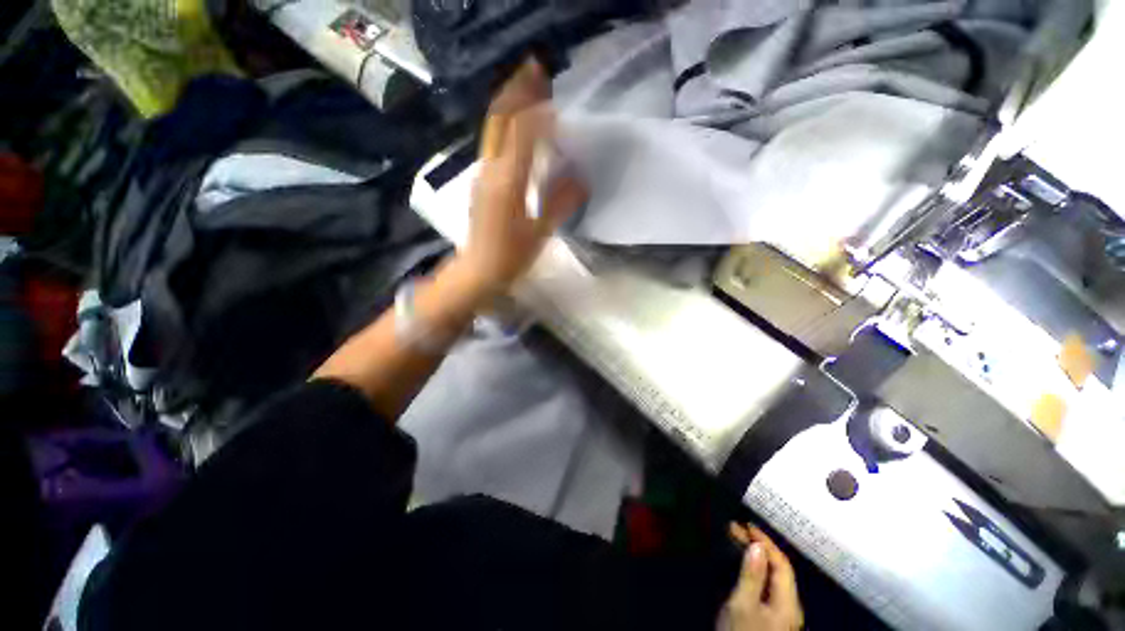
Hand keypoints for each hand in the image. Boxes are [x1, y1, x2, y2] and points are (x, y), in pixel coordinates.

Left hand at [459, 59, 586, 294]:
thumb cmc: (510, 257)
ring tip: (531, 91)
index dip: (538, 112)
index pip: (521, 133)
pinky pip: (494, 144)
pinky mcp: (482, 182)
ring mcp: (482, 174)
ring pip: (494, 129)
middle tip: (537, 71)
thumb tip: (582, 180)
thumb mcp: (540, 233)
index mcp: (506, 183)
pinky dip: (508, 127)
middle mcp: (490, 170)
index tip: (558, 101)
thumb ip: (561, 204)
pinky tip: (521, 128)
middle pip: (499, 119)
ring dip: (510, 105)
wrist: (478, 271)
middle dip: (517, 91)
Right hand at [719, 524, 803, 630]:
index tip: (746, 525)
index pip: (782, 564)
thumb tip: (757, 547)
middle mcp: (789, 607)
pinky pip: (766, 587)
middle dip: (758, 547)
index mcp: (788, 603)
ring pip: (771, 578)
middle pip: (778, 570)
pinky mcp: (771, 620)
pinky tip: (741, 566)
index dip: (766, 542)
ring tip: (735, 541)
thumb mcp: (742, 605)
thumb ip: (752, 576)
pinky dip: (753, 571)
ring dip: (755, 557)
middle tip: (733, 528)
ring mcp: (781, 615)